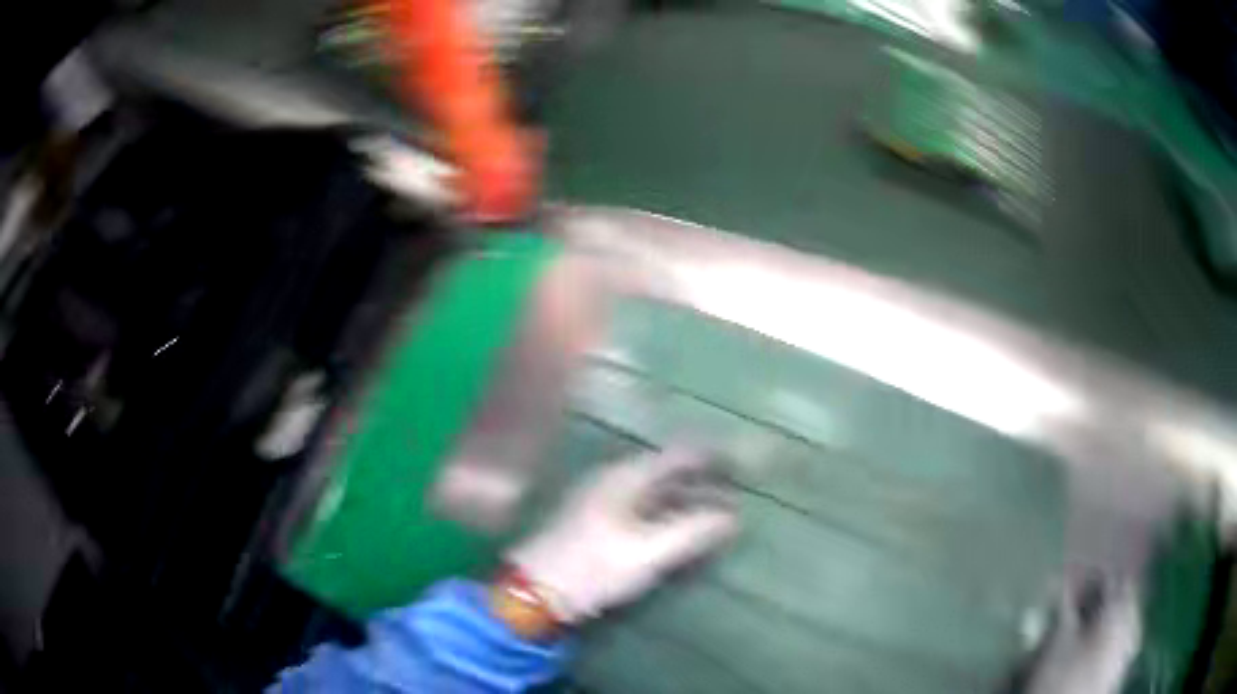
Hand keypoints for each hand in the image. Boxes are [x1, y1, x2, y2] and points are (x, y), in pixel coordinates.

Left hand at [506, 448, 739, 623]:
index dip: (713, 456)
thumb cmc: (593, 568)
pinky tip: (686, 530)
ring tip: (722, 513)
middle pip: (670, 473)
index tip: (744, 462)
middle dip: (706, 482)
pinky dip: (672, 515)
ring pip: (658, 493)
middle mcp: (616, 480)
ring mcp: (606, 501)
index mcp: (626, 477)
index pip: (679, 454)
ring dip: (690, 501)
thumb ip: (692, 532)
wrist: (535, 591)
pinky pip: (647, 510)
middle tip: (741, 491)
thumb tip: (732, 517)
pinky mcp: (600, 524)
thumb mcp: (647, 553)